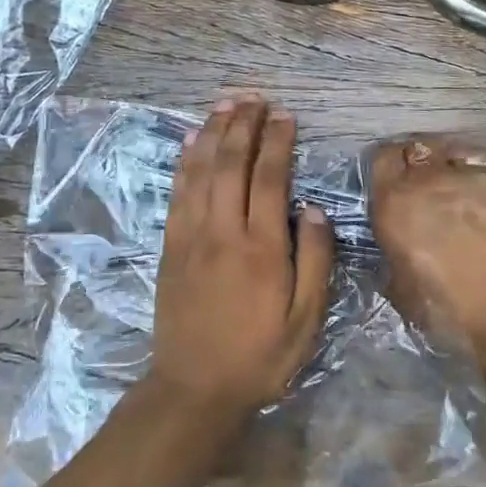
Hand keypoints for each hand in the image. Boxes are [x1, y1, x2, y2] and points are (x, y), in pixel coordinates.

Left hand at [150, 96, 334, 420]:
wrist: (195, 388)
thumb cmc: (260, 356)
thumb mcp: (306, 320)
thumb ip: (314, 262)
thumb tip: (313, 210)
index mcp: (262, 249)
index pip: (269, 179)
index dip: (277, 142)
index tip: (285, 116)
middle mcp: (223, 232)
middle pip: (231, 164)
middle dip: (243, 125)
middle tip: (254, 98)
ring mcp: (191, 236)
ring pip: (200, 171)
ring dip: (212, 133)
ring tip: (225, 104)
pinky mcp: (171, 246)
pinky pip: (177, 192)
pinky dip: (185, 161)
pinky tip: (190, 141)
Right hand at [369, 136, 485, 357]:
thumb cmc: (449, 308)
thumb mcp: (402, 290)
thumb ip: (393, 257)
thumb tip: (397, 250)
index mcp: (395, 203)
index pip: (381, 159)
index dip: (387, 168)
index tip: (392, 182)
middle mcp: (430, 179)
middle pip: (418, 149)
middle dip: (418, 164)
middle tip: (424, 186)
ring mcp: (473, 177)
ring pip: (454, 156)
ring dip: (451, 170)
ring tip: (458, 193)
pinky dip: (481, 182)